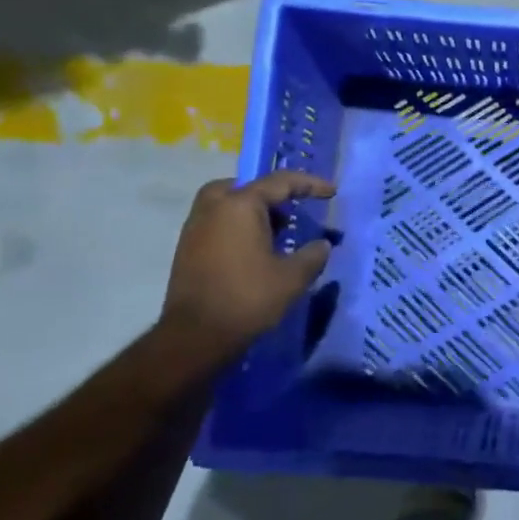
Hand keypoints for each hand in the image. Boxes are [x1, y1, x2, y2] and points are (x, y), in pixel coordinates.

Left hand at [160, 172, 336, 350]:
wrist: (194, 337)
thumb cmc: (247, 299)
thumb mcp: (293, 278)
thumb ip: (313, 255)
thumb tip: (322, 245)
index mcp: (240, 205)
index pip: (281, 182)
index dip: (310, 184)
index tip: (331, 192)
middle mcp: (214, 207)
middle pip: (248, 187)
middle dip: (273, 196)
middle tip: (292, 213)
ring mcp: (195, 227)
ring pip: (228, 205)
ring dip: (253, 213)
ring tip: (276, 235)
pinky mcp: (186, 248)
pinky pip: (217, 223)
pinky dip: (237, 227)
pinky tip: (253, 252)